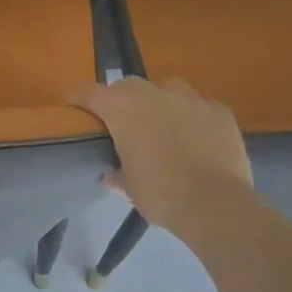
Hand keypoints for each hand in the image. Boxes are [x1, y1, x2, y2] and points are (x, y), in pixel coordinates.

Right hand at [69, 77, 255, 238]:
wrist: (216, 205)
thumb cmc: (161, 195)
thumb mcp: (130, 188)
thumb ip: (118, 173)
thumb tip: (112, 173)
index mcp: (123, 109)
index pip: (90, 92)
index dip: (79, 97)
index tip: (72, 104)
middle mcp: (154, 94)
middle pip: (128, 85)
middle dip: (121, 99)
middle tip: (123, 122)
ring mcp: (190, 99)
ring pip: (167, 88)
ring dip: (159, 102)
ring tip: (163, 125)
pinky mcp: (219, 110)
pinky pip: (200, 105)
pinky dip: (193, 116)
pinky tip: (197, 136)